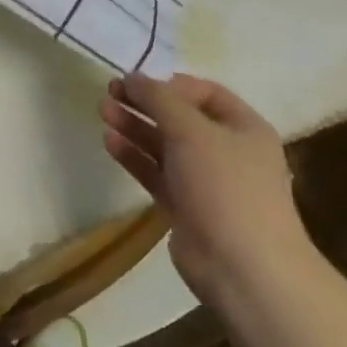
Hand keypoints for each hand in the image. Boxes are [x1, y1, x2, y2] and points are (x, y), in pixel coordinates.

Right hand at [100, 73, 310, 303]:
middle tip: (110, 92)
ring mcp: (206, 182)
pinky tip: (110, 142)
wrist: (243, 269)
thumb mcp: (191, 131)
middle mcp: (227, 151)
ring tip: (103, 111)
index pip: (206, 93)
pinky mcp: (186, 207)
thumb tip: (133, 77)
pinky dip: (135, 156)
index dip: (171, 83)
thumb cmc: (225, 187)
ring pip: (165, 145)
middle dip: (146, 104)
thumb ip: (159, 99)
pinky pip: (157, 173)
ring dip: (135, 127)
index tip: (137, 81)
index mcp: (244, 128)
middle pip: (181, 118)